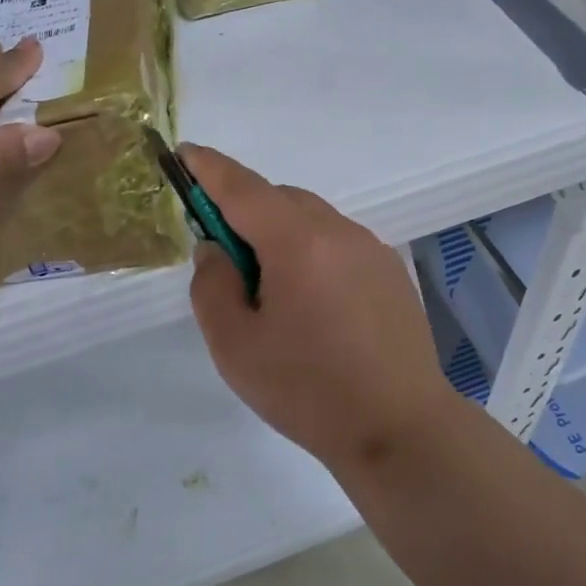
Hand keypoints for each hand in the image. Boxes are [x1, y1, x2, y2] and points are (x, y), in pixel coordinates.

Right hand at [183, 145, 469, 471]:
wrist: (401, 430)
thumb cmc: (308, 390)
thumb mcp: (235, 345)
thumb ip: (212, 286)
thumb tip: (217, 249)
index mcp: (298, 242)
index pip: (243, 188)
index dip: (209, 168)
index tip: (185, 155)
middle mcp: (339, 231)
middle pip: (280, 199)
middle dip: (245, 211)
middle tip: (224, 255)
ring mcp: (371, 249)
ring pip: (311, 220)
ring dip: (280, 234)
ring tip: (270, 290)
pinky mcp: (391, 272)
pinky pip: (338, 243)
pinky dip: (311, 252)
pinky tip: (312, 304)